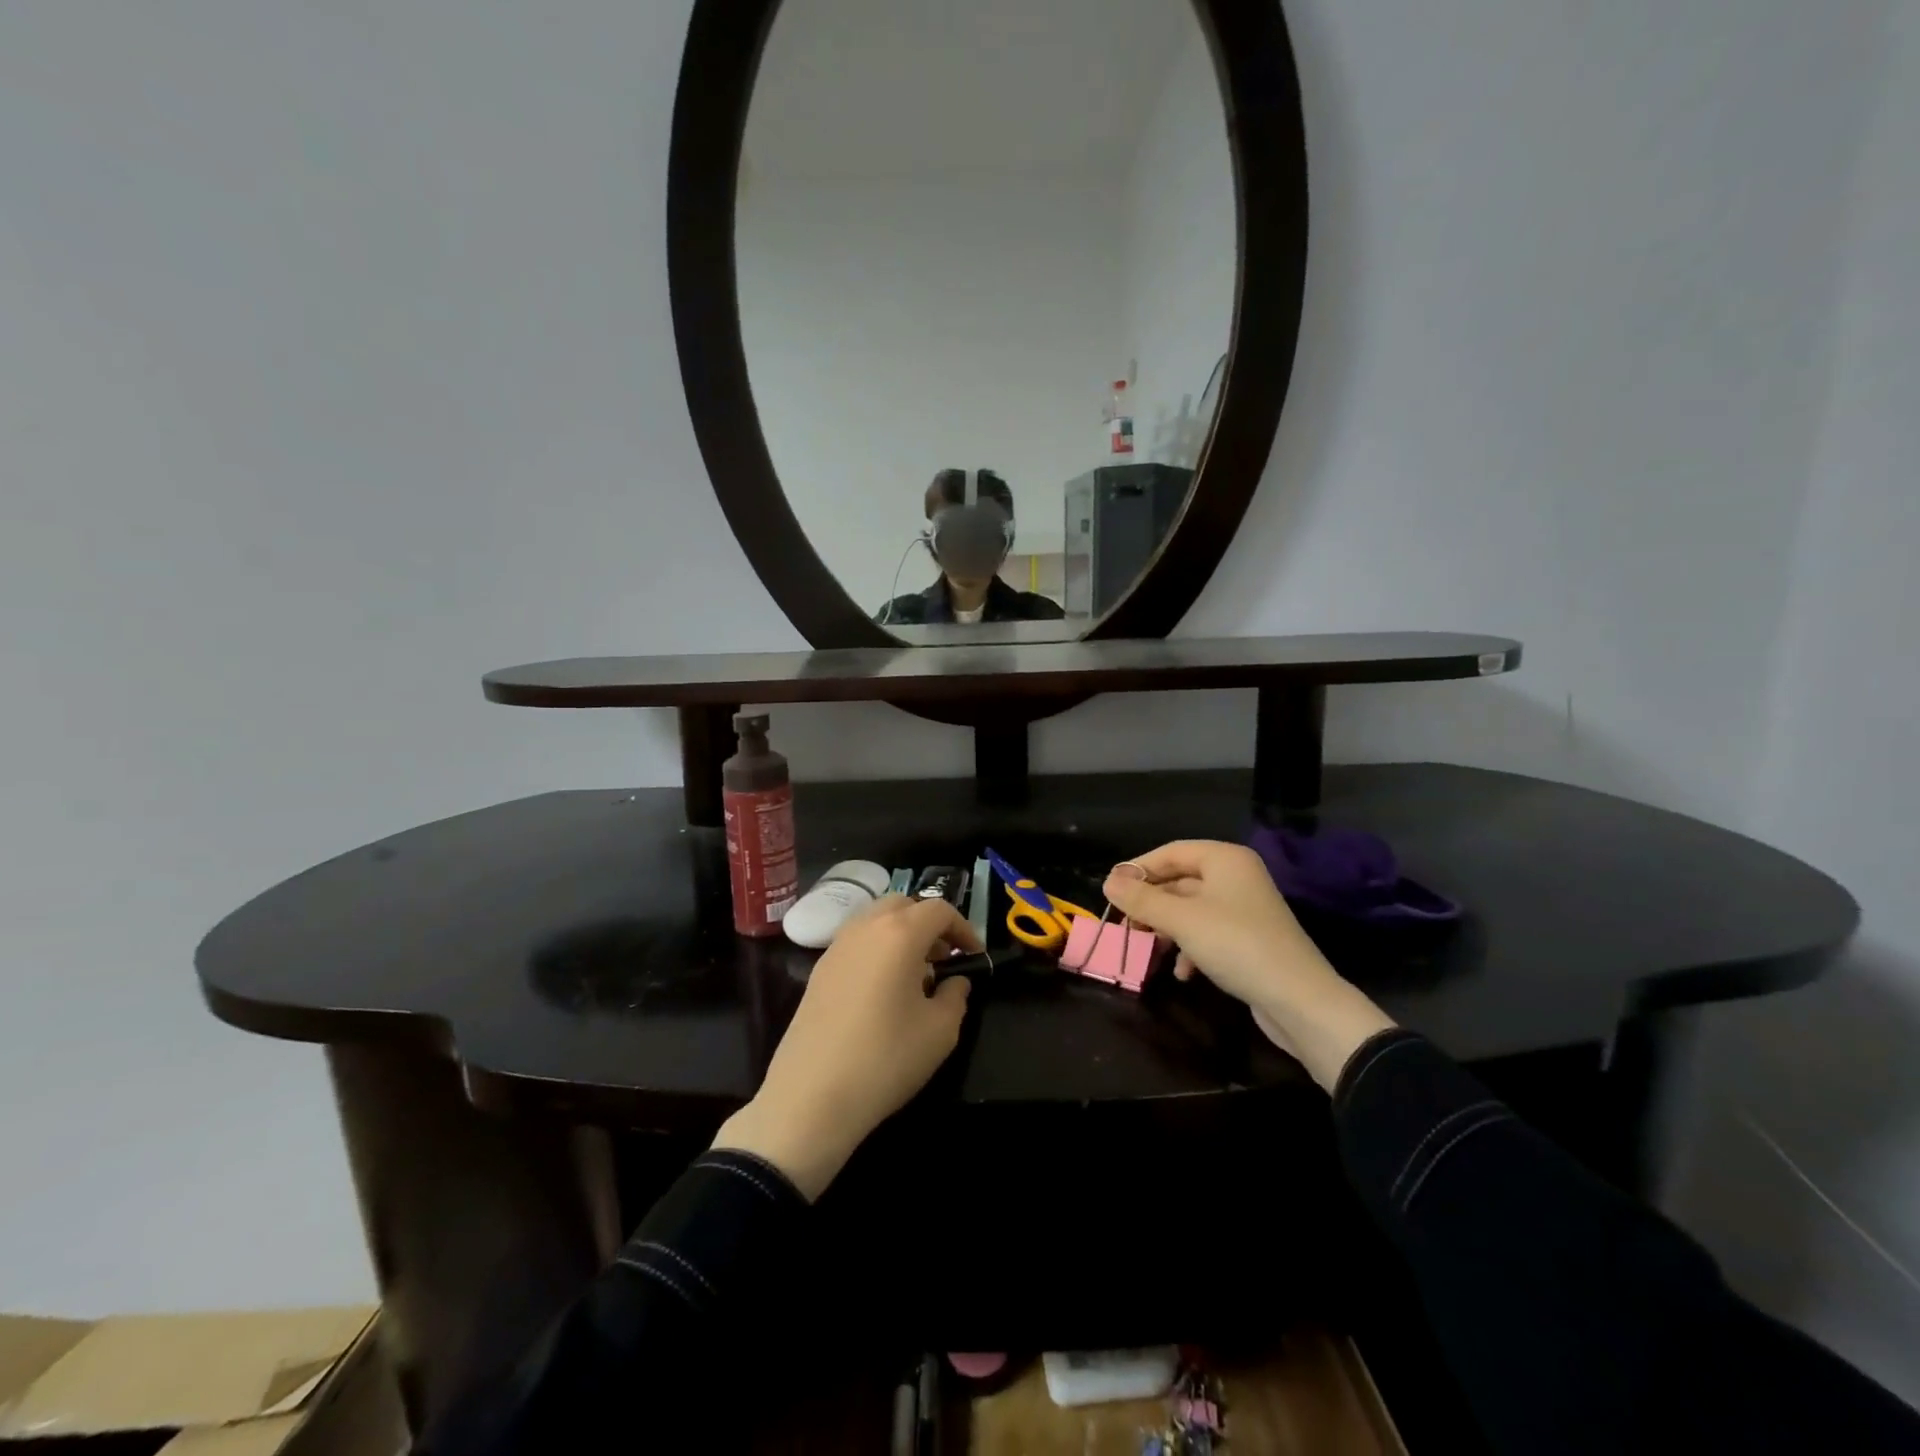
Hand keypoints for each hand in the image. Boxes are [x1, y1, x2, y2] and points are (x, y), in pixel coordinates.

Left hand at [712, 895, 978, 1198]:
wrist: (811, 1096)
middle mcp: (866, 927)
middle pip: (903, 905)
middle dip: (929, 924)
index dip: (963, 928)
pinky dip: (877, 949)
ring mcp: (837, 946)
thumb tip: (954, 982)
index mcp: (900, 933)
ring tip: (916, 974)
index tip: (974, 956)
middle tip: (944, 958)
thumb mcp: (940, 1031)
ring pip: (876, 920)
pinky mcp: (819, 970)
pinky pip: (857, 942)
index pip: (939, 909)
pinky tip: (883, 990)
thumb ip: (956, 997)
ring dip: (901, 934)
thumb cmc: (885, 1058)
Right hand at [1103, 841, 1396, 1092]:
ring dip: (1167, 928)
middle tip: (1126, 924)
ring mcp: (1244, 908)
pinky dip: (1190, 947)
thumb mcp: (1181, 920)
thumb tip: (1108, 881)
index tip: (1111, 892)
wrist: (1299, 1000)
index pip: (1170, 851)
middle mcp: (1236, 876)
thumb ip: (1142, 899)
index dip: (1138, 869)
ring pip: (1191, 908)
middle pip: (1179, 880)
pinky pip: (1208, 932)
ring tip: (1150, 949)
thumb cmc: (1236, 945)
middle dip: (1151, 903)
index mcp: (1224, 859)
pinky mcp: (1249, 938)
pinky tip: (1183, 972)